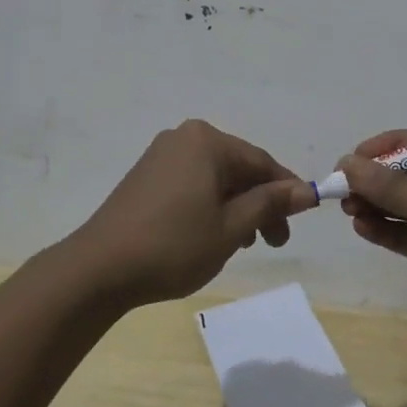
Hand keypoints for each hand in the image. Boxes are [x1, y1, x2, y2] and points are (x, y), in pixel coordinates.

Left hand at [72, 120, 313, 305]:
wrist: (99, 269)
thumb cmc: (173, 245)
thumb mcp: (231, 227)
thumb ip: (270, 204)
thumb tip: (308, 190)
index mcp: (207, 141)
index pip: (261, 162)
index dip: (286, 190)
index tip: (303, 219)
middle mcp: (184, 138)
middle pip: (238, 168)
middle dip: (260, 203)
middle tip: (273, 242)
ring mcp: (161, 155)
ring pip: (215, 178)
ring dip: (236, 207)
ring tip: (242, 244)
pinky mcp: (146, 176)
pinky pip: (192, 183)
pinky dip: (210, 205)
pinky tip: (212, 234)